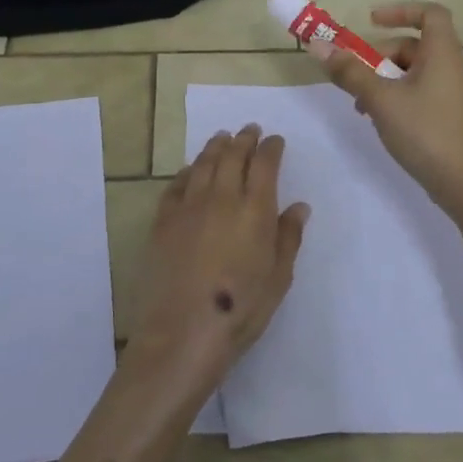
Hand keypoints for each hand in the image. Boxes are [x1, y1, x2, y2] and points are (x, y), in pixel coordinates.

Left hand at [127, 124, 310, 392]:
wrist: (183, 332)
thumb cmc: (241, 309)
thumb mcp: (278, 278)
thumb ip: (288, 237)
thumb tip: (299, 206)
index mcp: (255, 210)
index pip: (264, 165)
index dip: (271, 148)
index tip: (275, 140)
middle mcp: (222, 198)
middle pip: (233, 156)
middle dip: (244, 139)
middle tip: (249, 129)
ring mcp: (189, 206)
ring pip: (203, 164)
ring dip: (215, 147)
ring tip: (222, 137)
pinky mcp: (163, 220)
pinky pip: (177, 184)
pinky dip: (188, 171)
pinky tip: (192, 169)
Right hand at [311, 2, 462, 220]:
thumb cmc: (426, 132)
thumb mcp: (381, 99)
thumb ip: (350, 72)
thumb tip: (318, 45)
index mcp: (442, 53)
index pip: (429, 13)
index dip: (400, 11)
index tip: (371, 22)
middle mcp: (451, 67)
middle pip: (413, 45)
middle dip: (380, 56)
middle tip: (355, 76)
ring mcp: (452, 94)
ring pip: (413, 73)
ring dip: (383, 80)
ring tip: (361, 106)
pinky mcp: (449, 116)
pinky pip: (419, 93)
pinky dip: (396, 97)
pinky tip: (380, 121)